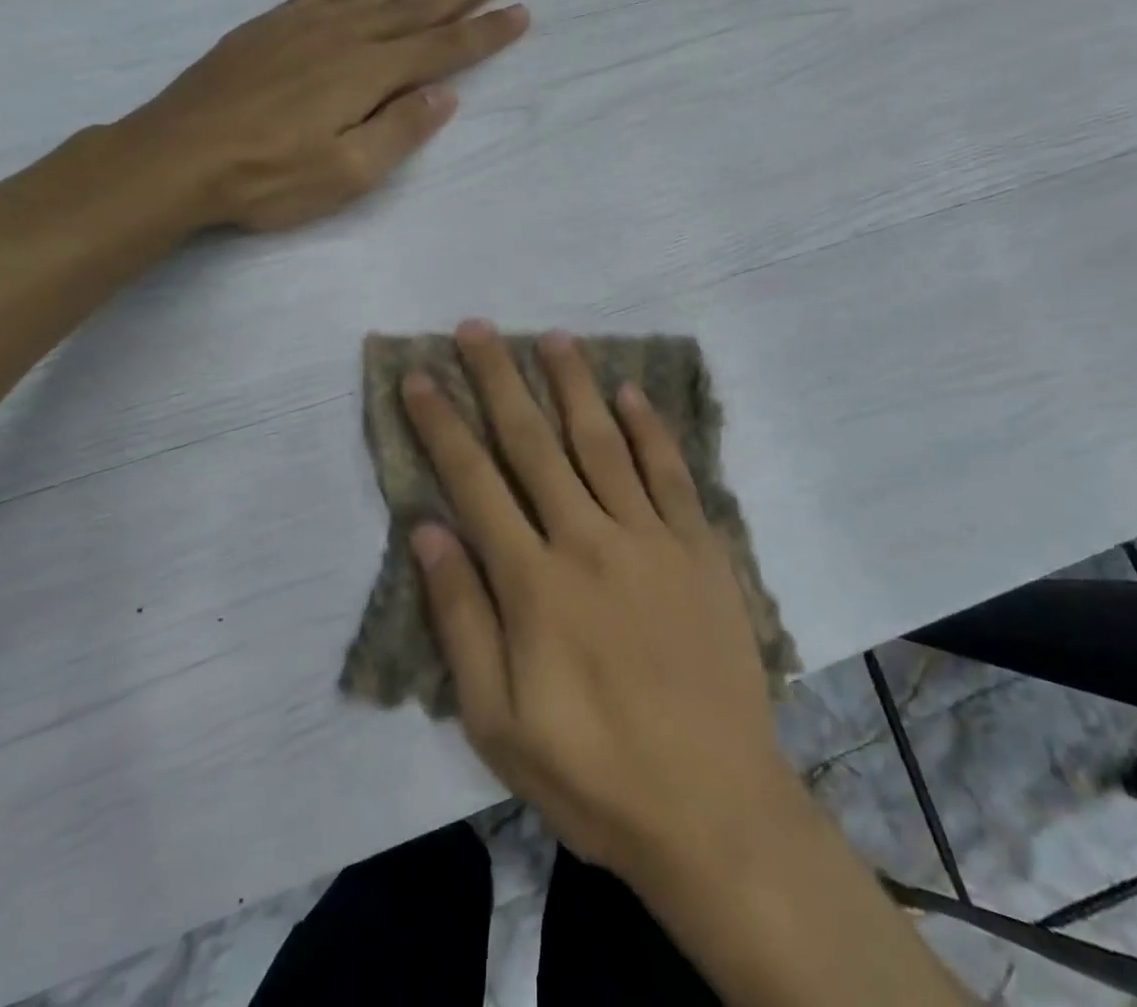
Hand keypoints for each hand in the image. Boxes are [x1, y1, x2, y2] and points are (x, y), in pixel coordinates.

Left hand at [114, 0, 526, 230]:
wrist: (176, 157)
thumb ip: (400, 129)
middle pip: (415, 10)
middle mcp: (342, 38)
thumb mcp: (348, 172)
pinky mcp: (268, 29)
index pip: (442, 49)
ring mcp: (301, 28)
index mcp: (368, 74)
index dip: (484, 32)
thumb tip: (444, 93)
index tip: (519, 11)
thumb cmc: (269, 177)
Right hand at [401, 321, 803, 889]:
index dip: (443, 424)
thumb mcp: (497, 721)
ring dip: (574, 385)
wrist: (715, 807)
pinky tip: (630, 393)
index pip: (474, 482)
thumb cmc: (593, 773)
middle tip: (478, 329)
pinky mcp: (699, 547)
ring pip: (602, 442)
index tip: (421, 377)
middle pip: (534, 443)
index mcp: (534, 583)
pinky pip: (669, 473)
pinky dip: (649, 428)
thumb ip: (461, 619)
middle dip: (500, 381)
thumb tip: (427, 531)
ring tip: (552, 337)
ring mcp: (651, 538)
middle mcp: (589, 540)